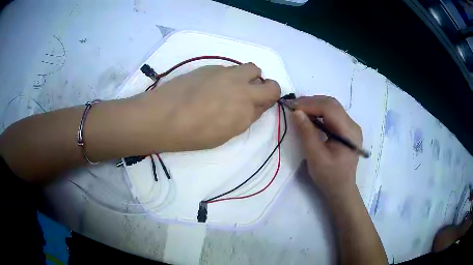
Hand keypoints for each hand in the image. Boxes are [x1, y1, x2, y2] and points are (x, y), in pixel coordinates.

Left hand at [128, 63, 280, 151]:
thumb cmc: (193, 135)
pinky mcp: (211, 66)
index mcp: (246, 112)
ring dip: (249, 78)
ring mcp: (227, 75)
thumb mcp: (225, 134)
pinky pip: (230, 68)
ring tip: (231, 87)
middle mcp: (242, 89)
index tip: (258, 105)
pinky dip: (228, 76)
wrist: (163, 117)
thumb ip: (244, 118)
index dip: (266, 102)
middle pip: (270, 83)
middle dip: (266, 88)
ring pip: (251, 69)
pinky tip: (210, 85)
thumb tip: (254, 106)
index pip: (271, 99)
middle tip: (251, 95)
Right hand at [292, 96, 361, 198]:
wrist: (341, 189)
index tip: (291, 106)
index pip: (330, 108)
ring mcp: (351, 126)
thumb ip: (306, 133)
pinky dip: (319, 112)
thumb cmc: (329, 176)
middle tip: (293, 106)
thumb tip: (296, 112)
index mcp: (349, 132)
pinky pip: (332, 114)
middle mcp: (353, 125)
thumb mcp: (316, 157)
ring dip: (314, 105)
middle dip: (311, 102)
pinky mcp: (347, 129)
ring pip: (332, 107)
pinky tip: (309, 116)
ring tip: (299, 110)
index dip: (310, 104)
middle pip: (332, 104)